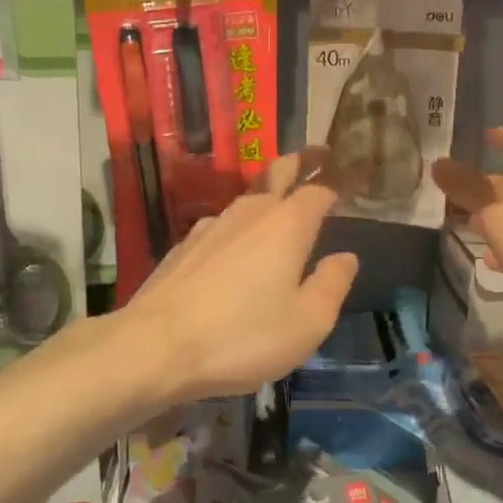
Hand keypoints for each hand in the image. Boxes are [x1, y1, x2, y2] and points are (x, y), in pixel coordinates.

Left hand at [118, 149, 358, 406]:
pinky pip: (223, 224)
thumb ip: (332, 284)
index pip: (318, 190)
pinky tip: (238, 245)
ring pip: (248, 198)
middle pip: (278, 173)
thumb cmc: (242, 336)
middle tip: (317, 155)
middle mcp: (250, 212)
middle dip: (300, 162)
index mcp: (287, 224)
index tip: (348, 179)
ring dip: (268, 194)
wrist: (154, 347)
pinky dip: (240, 225)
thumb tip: (346, 257)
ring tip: (282, 204)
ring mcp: (211, 225)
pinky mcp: (184, 246)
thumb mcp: (307, 322)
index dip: (336, 183)